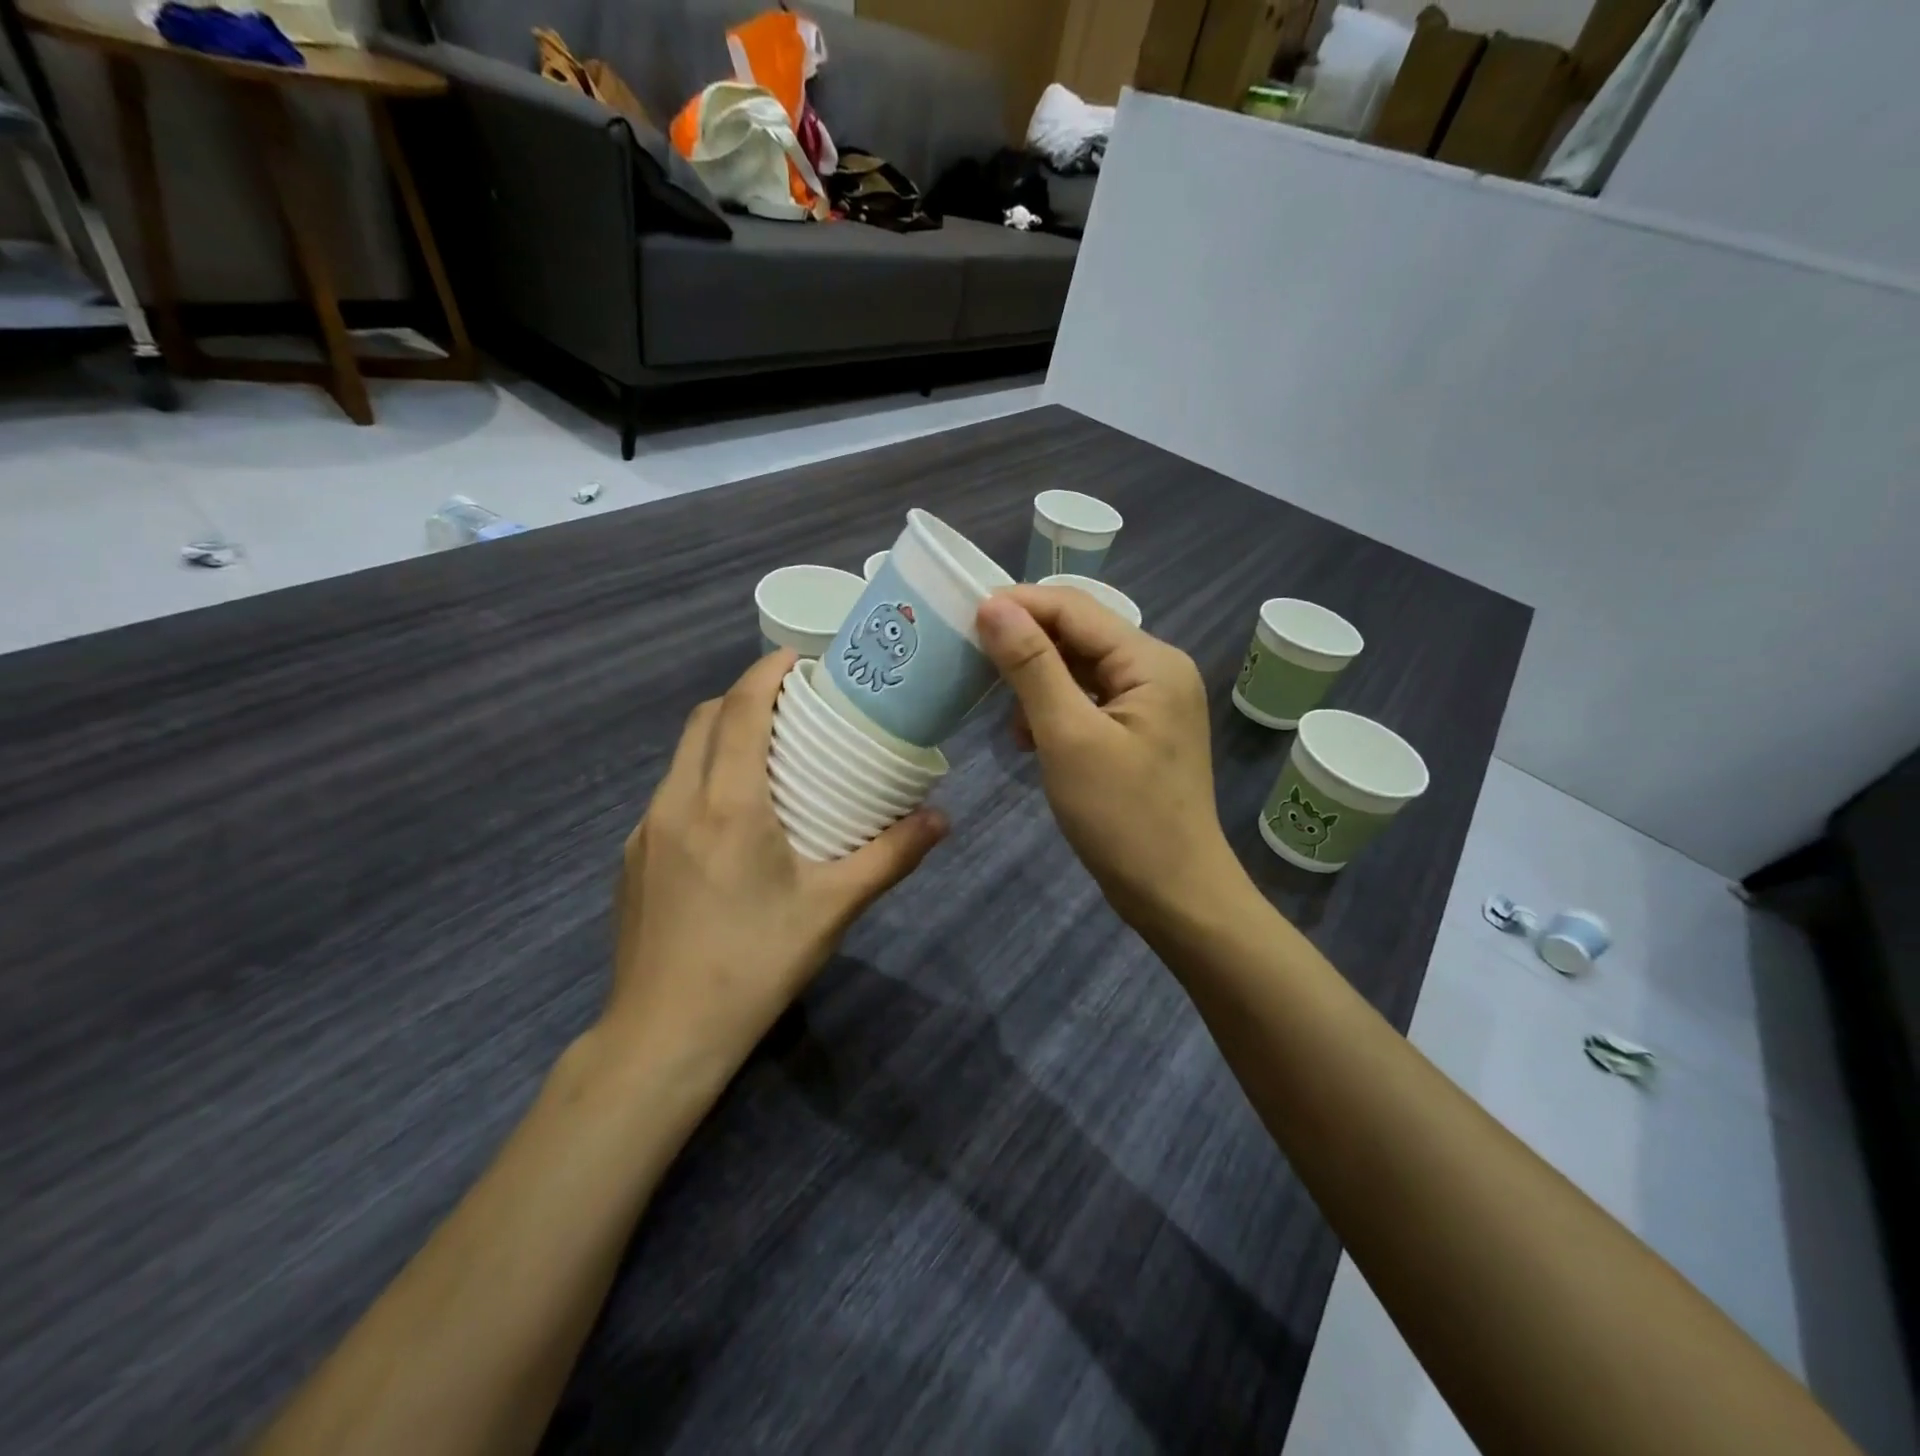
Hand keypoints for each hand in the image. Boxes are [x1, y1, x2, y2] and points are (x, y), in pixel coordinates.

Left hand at [605, 650, 945, 1086]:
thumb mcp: (832, 909)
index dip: (767, 671)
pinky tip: (731, 822)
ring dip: (721, 737)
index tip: (800, 660)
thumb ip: (890, 856)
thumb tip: (942, 818)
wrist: (663, 1036)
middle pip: (704, 719)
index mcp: (726, 803)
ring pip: (682, 755)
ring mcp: (645, 830)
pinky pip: (669, 793)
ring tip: (768, 758)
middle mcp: (676, 801)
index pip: (740, 709)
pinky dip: (701, 777)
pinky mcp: (632, 858)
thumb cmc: (754, 964)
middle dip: (745, 697)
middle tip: (793, 709)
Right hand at [976, 587, 1235, 929]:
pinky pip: (1089, 702)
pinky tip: (1027, 737)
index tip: (962, 614)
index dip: (1018, 604)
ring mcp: (1151, 703)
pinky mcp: (1139, 733)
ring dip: (1036, 681)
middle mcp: (1157, 670)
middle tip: (970, 657)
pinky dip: (1054, 710)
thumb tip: (993, 606)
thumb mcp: (1068, 736)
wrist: (1174, 894)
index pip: (1075, 609)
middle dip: (1025, 643)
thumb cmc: (1122, 817)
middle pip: (1080, 634)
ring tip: (999, 708)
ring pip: (1081, 669)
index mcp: (1151, 661)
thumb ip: (1032, 666)